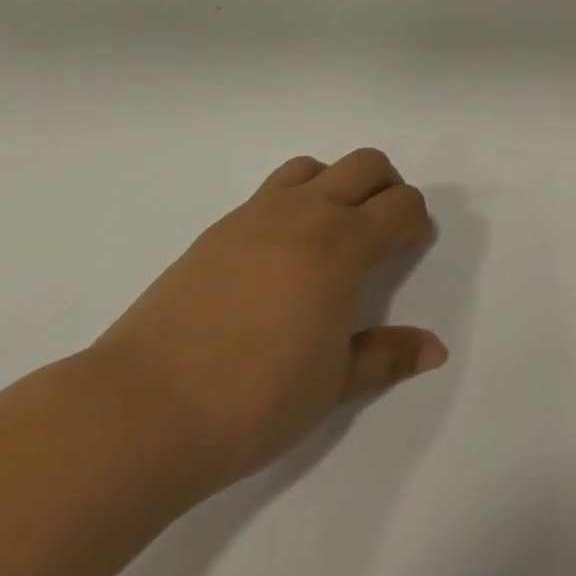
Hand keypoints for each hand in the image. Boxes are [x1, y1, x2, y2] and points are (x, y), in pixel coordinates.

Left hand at [84, 150, 444, 491]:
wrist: (139, 410)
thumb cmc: (252, 400)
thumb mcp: (332, 386)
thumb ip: (386, 357)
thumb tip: (436, 348)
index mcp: (345, 243)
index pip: (401, 205)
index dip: (417, 220)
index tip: (414, 245)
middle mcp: (309, 212)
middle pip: (366, 165)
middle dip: (387, 186)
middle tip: (385, 227)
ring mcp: (260, 214)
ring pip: (315, 166)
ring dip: (337, 184)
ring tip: (331, 229)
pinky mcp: (220, 228)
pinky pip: (272, 191)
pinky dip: (293, 201)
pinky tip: (279, 253)